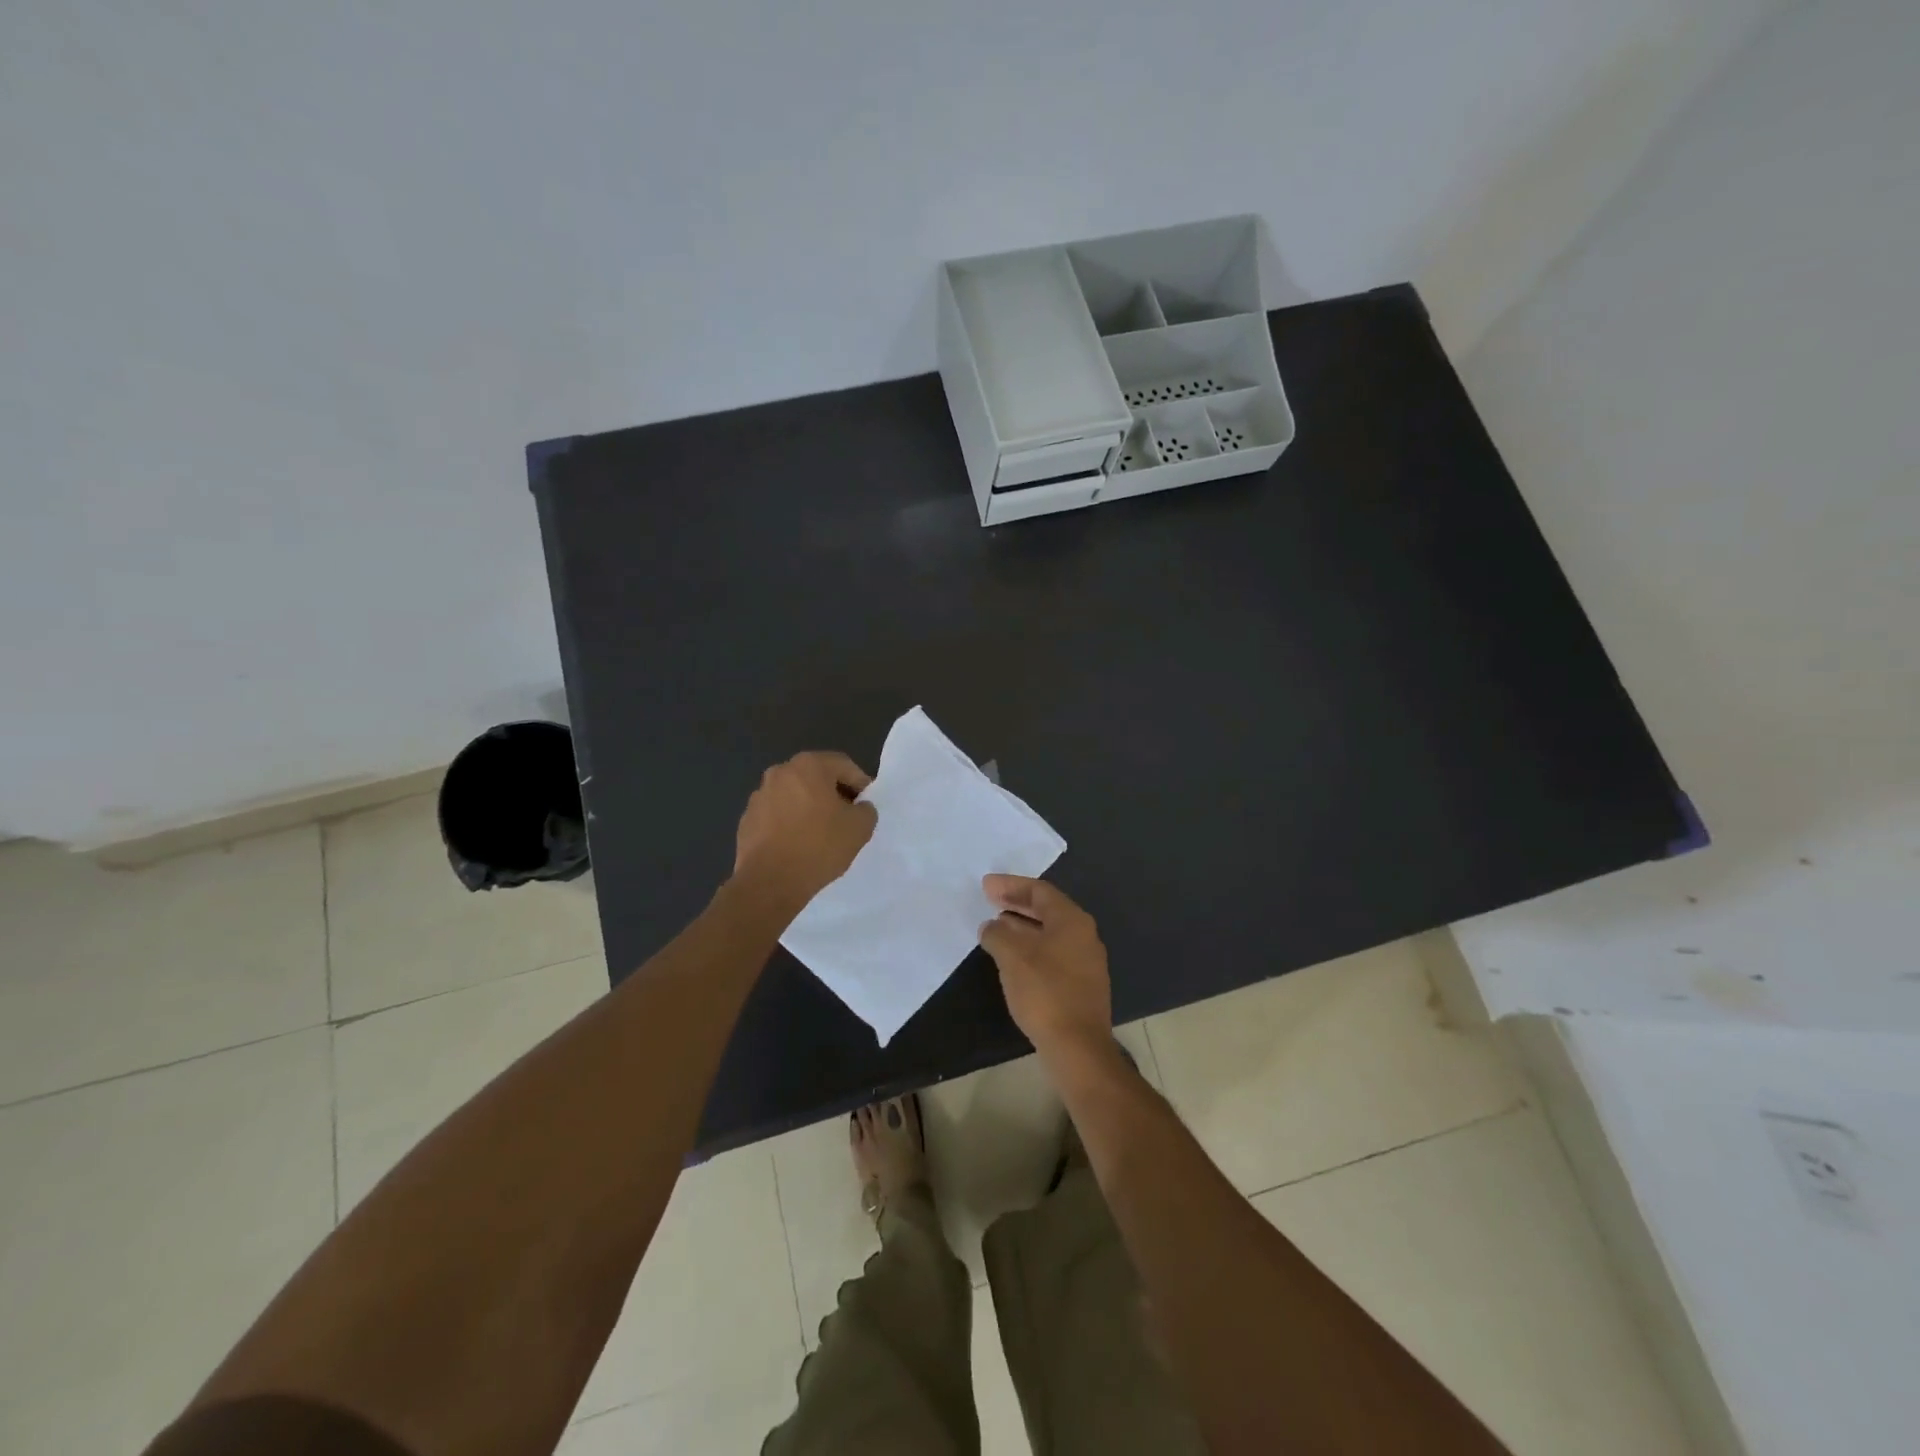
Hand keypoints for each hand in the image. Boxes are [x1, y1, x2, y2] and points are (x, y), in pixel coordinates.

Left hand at [732, 752, 876, 916]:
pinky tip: (797, 846)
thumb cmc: (819, 846)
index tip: (866, 806)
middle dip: (833, 794)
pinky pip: (776, 815)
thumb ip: (866, 810)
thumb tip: (858, 808)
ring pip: (794, 796)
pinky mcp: (747, 820)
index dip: (860, 784)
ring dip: (809, 808)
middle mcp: (779, 772)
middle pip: (816, 777)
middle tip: (846, 818)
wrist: (770, 882)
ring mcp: (759, 796)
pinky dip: (789, 824)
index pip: (843, 765)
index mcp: (808, 765)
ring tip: (821, 834)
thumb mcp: (860, 828)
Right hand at [978, 876, 1112, 1062]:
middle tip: (989, 900)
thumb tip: (992, 926)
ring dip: (1022, 927)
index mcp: (1072, 920)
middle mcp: (1084, 935)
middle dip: (1016, 903)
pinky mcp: (1082, 985)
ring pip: (1049, 933)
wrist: (1078, 1047)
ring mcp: (1086, 961)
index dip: (1011, 885)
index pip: (1039, 891)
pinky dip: (1031, 948)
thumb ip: (998, 934)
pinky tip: (1012, 958)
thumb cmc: (1045, 992)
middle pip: (1047, 910)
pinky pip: (1052, 954)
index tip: (986, 886)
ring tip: (995, 927)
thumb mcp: (1012, 957)